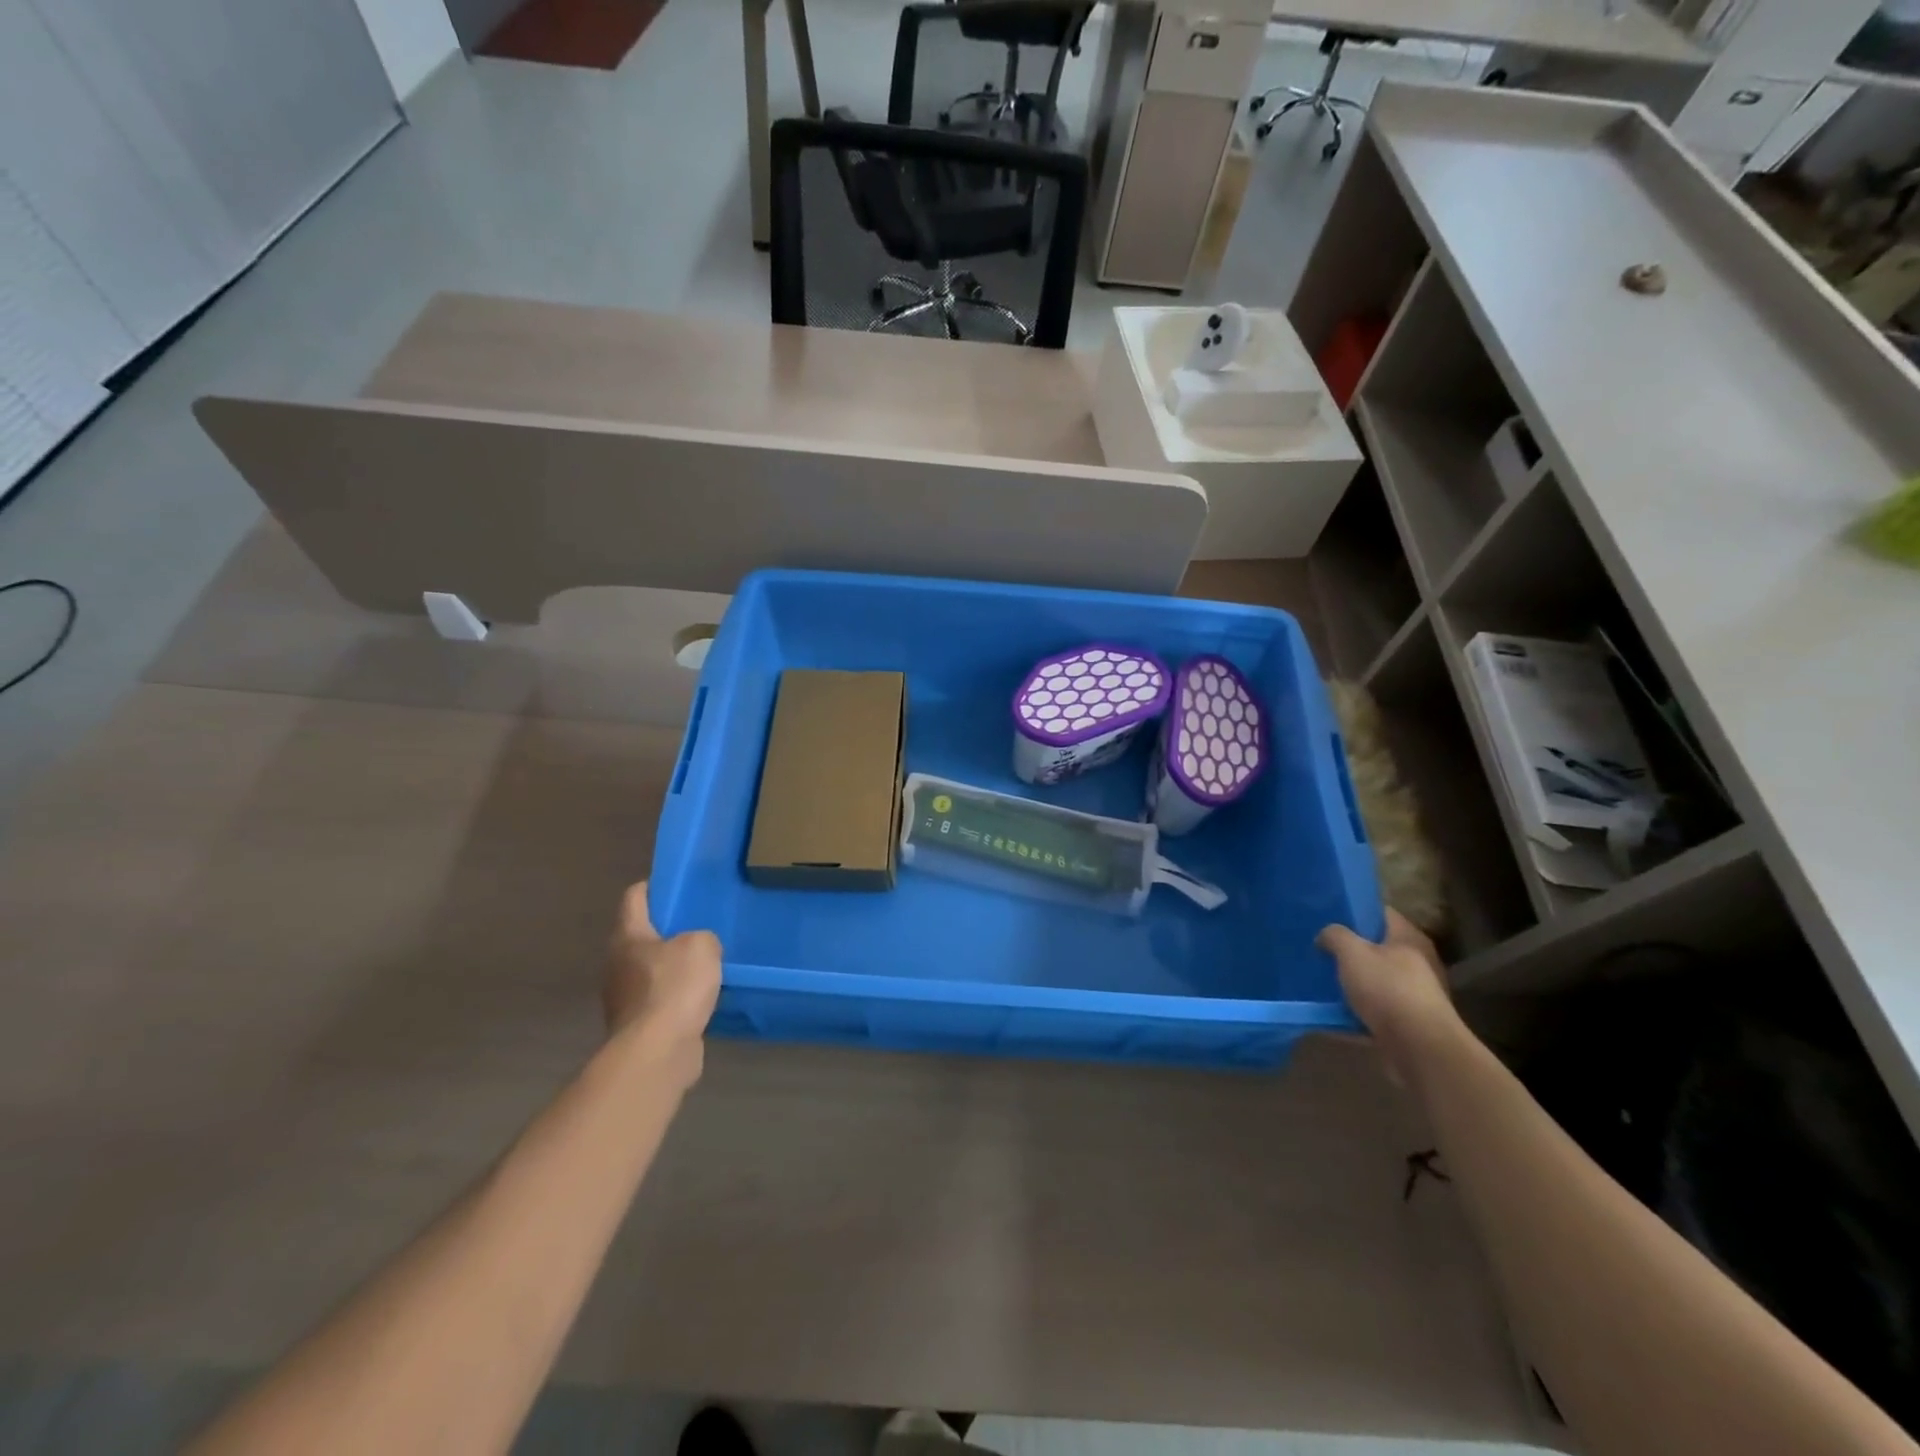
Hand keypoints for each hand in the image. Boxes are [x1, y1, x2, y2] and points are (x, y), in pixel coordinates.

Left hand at [604, 883, 721, 1076]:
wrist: (658, 1052)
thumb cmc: (674, 987)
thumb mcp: (701, 945)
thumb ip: (702, 937)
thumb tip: (698, 948)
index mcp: (627, 936)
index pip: (634, 898)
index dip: (654, 887)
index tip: (677, 885)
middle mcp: (617, 964)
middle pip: (640, 935)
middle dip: (667, 929)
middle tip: (700, 924)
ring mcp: (623, 998)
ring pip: (650, 970)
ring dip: (672, 966)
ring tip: (706, 962)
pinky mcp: (637, 1026)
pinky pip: (659, 1000)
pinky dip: (677, 996)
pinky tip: (701, 997)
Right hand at [1317, 909, 1461, 1084]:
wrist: (1419, 1048)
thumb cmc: (1388, 990)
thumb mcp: (1352, 953)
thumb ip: (1335, 936)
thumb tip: (1326, 935)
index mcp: (1408, 938)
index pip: (1380, 912)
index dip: (1354, 910)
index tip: (1328, 913)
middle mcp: (1417, 963)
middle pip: (1377, 947)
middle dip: (1350, 948)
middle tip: (1320, 946)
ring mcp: (1415, 994)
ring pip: (1375, 980)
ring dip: (1352, 981)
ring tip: (1321, 978)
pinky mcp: (1407, 1022)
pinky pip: (1374, 1009)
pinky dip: (1355, 1010)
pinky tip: (1331, 1011)